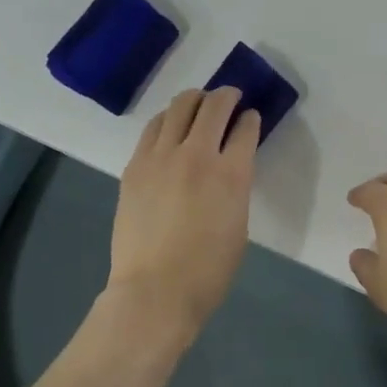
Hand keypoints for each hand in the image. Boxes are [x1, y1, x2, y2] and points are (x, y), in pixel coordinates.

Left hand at [107, 87, 260, 338]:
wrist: (155, 291)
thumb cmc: (208, 271)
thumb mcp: (238, 225)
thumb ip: (236, 187)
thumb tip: (230, 167)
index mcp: (231, 175)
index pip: (245, 129)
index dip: (251, 119)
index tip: (251, 117)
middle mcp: (198, 155)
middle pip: (213, 106)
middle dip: (226, 95)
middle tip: (230, 97)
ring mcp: (161, 157)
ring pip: (179, 107)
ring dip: (195, 100)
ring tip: (199, 104)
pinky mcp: (136, 166)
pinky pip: (153, 128)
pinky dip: (167, 119)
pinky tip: (170, 124)